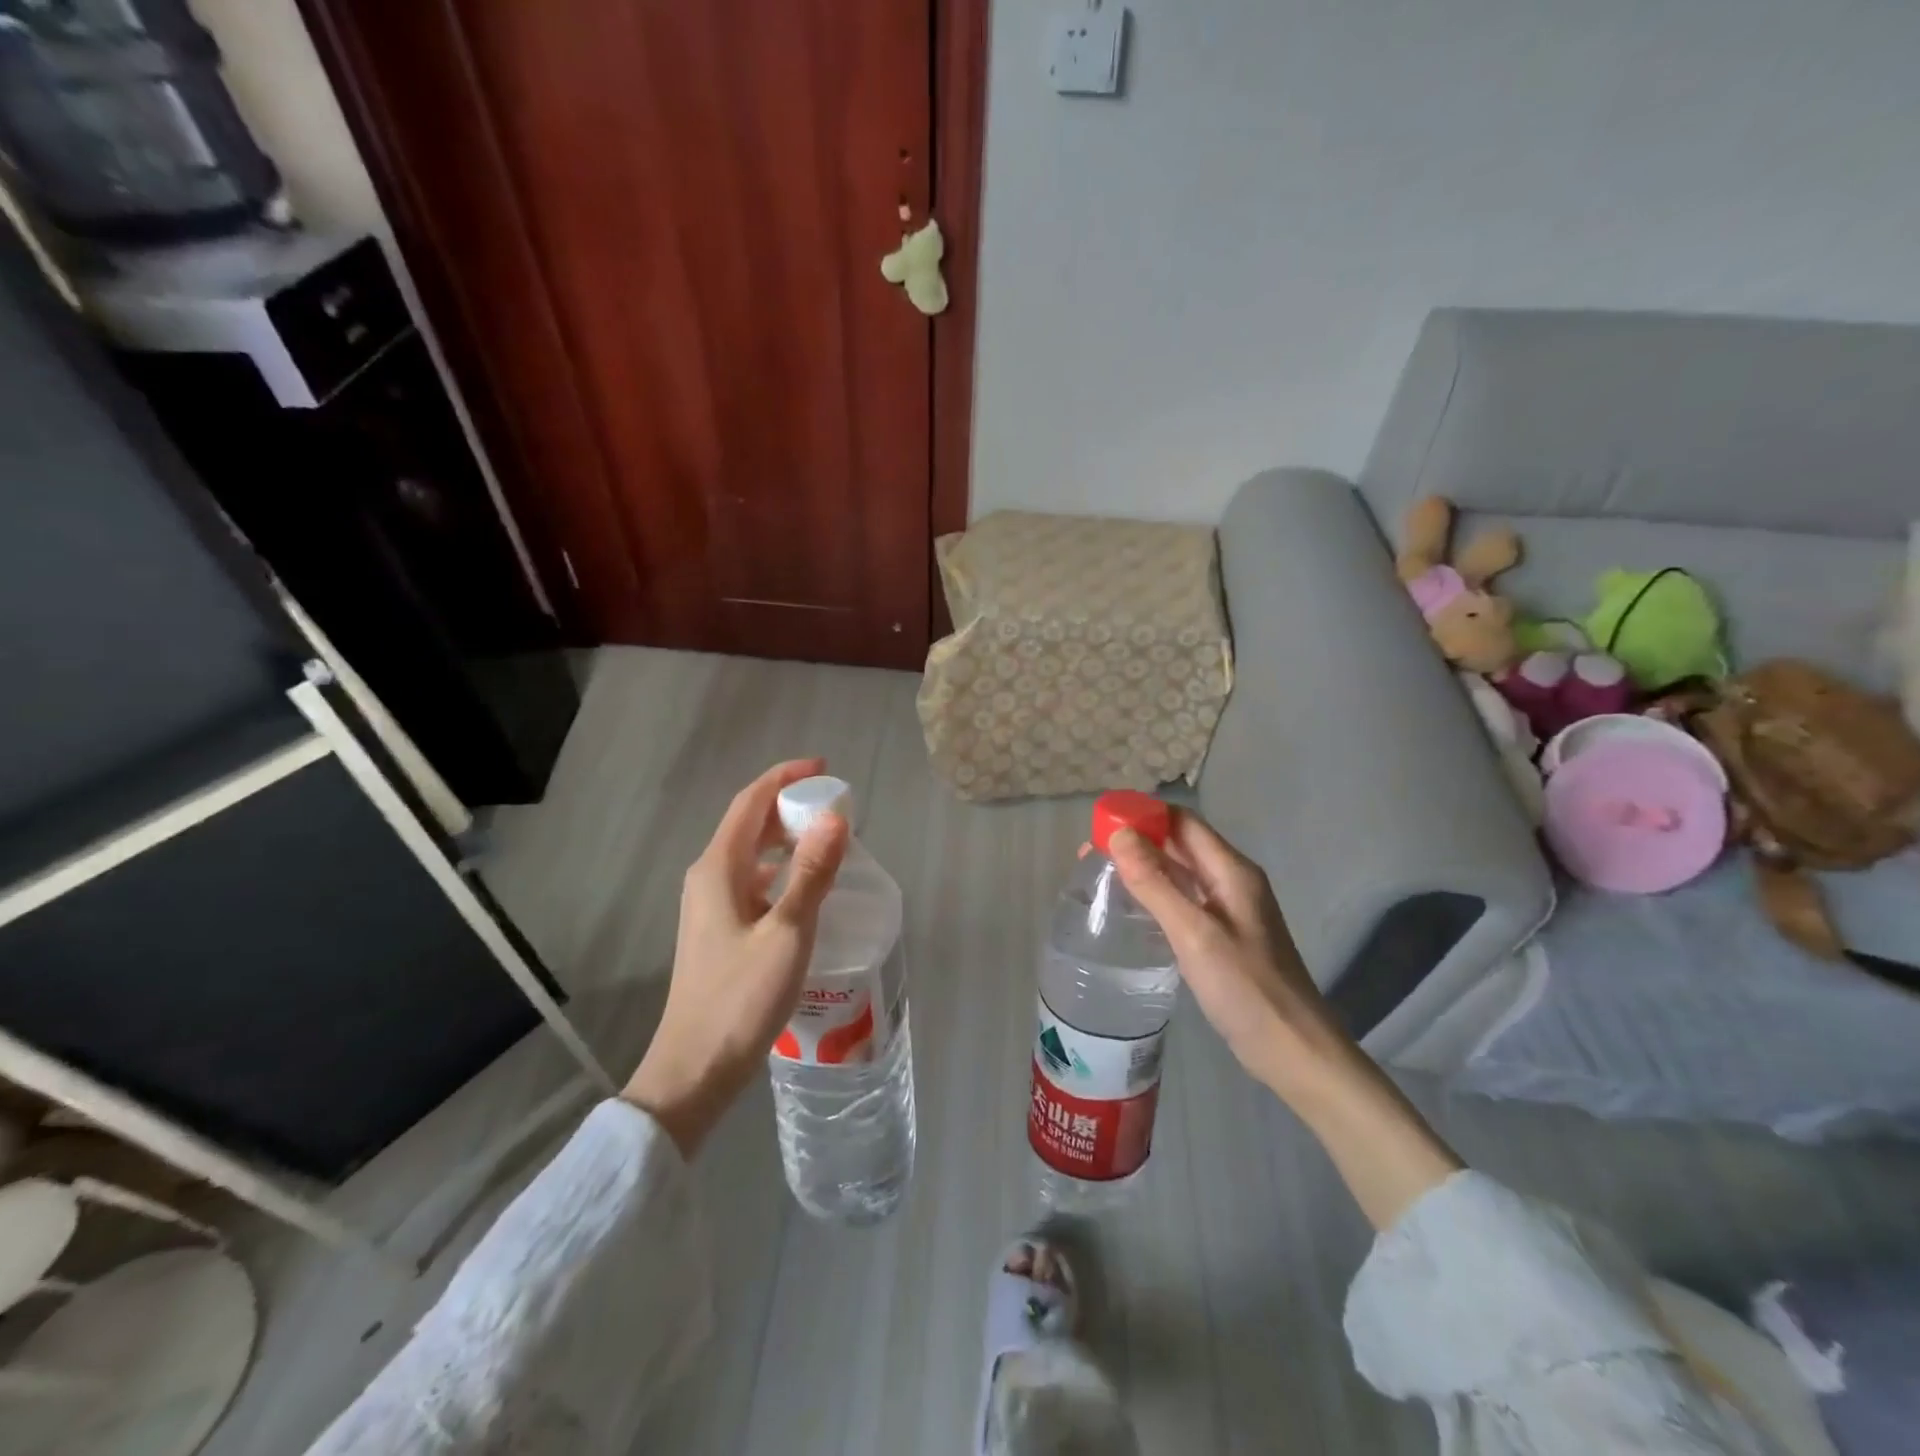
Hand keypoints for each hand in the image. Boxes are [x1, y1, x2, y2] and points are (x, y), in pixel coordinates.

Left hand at [624, 759, 848, 1156]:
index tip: (823, 768)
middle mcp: (708, 878)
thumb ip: (812, 873)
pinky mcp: (717, 930)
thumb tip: (835, 817)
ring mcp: (709, 905)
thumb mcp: (788, 932)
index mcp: (719, 869)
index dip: (785, 778)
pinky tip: (805, 890)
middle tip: (835, 806)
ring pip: (751, 854)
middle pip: (749, 824)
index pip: (751, 802)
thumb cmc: (741, 998)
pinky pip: (752, 881)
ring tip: (827, 842)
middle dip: (789, 806)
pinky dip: (781, 871)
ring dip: (786, 839)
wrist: (695, 1068)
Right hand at [1111, 810, 1462, 1229]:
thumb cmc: (1246, 988)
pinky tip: (1131, 908)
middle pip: (1180, 844)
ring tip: (1101, 875)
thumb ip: (1155, 883)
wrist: (1294, 1050)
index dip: (1142, 816)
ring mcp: (1229, 908)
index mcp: (1231, 870)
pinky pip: (1184, 899)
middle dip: (1136, 841)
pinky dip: (1156, 894)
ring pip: (1180, 872)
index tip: (1099, 824)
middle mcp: (1231, 880)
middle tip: (1089, 853)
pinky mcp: (1223, 934)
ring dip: (1143, 867)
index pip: (1182, 822)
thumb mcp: (1194, 933)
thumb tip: (1119, 834)